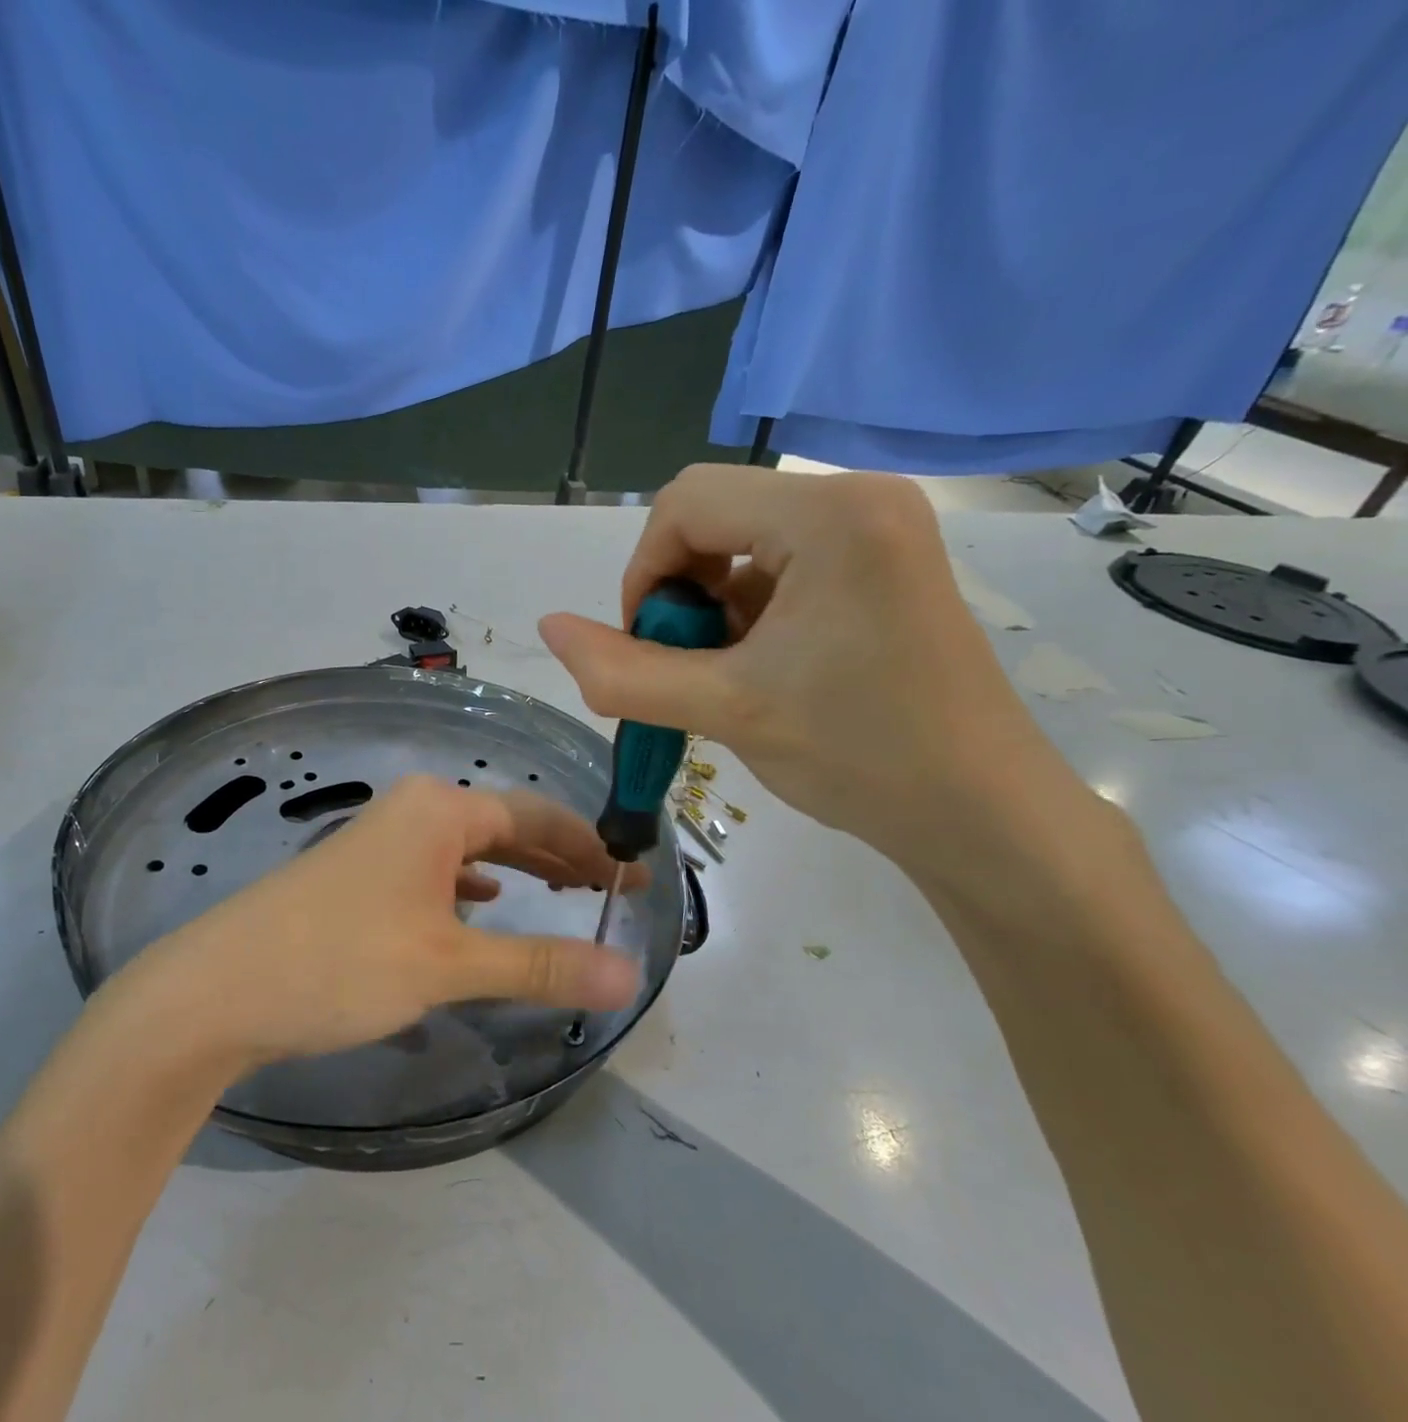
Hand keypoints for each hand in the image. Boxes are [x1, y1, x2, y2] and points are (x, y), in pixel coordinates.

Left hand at [102, 776, 643, 1070]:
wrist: (217, 988)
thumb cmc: (341, 962)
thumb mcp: (448, 965)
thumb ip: (539, 964)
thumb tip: (629, 975)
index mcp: (439, 809)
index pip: (537, 817)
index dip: (590, 848)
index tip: (633, 880)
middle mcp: (412, 810)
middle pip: (504, 826)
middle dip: (558, 858)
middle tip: (607, 894)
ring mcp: (380, 840)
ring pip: (468, 849)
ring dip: (516, 872)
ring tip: (560, 898)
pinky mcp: (359, 874)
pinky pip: (435, 869)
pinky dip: (469, 887)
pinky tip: (480, 908)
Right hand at [539, 465, 1080, 868]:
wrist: (982, 814)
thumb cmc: (860, 755)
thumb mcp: (725, 711)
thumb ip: (623, 672)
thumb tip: (547, 627)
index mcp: (829, 515)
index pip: (686, 503)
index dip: (644, 574)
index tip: (647, 648)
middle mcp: (859, 499)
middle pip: (714, 515)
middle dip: (677, 591)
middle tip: (688, 666)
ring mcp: (879, 530)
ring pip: (743, 544)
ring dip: (710, 608)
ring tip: (728, 678)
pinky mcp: (884, 564)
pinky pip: (782, 566)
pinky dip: (749, 614)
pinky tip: (763, 671)